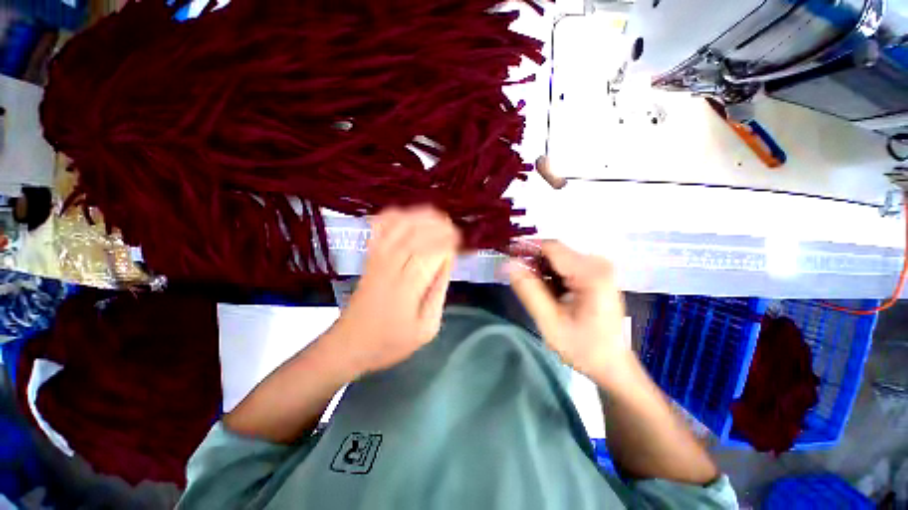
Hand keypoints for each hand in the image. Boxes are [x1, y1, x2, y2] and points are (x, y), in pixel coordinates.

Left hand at [331, 206, 459, 376]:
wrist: (349, 345)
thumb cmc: (391, 342)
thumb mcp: (426, 328)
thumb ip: (438, 293)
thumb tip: (447, 262)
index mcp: (407, 287)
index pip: (431, 252)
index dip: (448, 243)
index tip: (461, 242)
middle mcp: (390, 266)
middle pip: (415, 234)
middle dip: (438, 226)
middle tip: (454, 227)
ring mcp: (376, 259)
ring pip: (398, 227)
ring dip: (420, 217)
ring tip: (438, 216)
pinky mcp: (369, 258)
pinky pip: (380, 229)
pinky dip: (394, 217)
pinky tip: (407, 214)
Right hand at [508, 241, 630, 387]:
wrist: (612, 364)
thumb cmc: (583, 348)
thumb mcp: (550, 321)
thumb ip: (529, 290)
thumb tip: (508, 264)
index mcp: (591, 272)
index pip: (550, 247)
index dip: (525, 249)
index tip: (505, 257)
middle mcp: (597, 263)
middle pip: (554, 252)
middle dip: (532, 263)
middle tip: (517, 281)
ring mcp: (597, 267)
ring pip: (557, 259)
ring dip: (540, 271)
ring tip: (534, 292)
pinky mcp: (595, 274)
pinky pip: (564, 266)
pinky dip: (551, 276)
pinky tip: (548, 294)